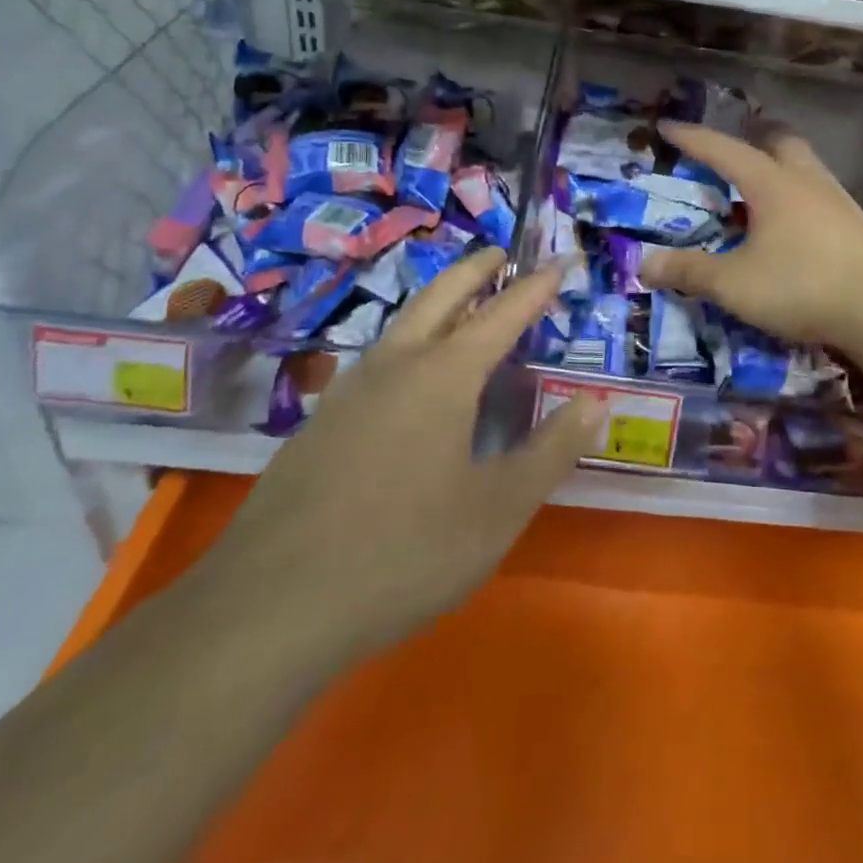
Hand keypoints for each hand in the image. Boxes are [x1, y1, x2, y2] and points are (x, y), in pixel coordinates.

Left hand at [195, 248, 602, 669]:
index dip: (536, 287)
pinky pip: (377, 360)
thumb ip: (551, 451)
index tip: (560, 261)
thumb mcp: (497, 510)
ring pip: (402, 325)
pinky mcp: (319, 424)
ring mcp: (348, 391)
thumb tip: (594, 402)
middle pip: (440, 296)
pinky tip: (407, 377)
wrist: (268, 608)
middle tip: (501, 254)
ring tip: (461, 304)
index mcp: (443, 376)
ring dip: (437, 302)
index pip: (502, 314)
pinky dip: (408, 342)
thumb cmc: (403, 552)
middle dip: (475, 270)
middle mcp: (395, 366)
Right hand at [639, 120, 862, 347]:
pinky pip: (818, 193)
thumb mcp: (734, 284)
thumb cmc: (802, 286)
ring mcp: (836, 200)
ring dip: (778, 165)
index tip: (667, 125)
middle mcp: (805, 180)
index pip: (722, 149)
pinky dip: (797, 195)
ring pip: (803, 165)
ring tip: (758, 188)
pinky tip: (793, 223)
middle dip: (750, 138)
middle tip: (728, 151)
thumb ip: (690, 272)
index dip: (692, 137)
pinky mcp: (856, 224)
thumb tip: (643, 264)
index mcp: (771, 183)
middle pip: (777, 141)